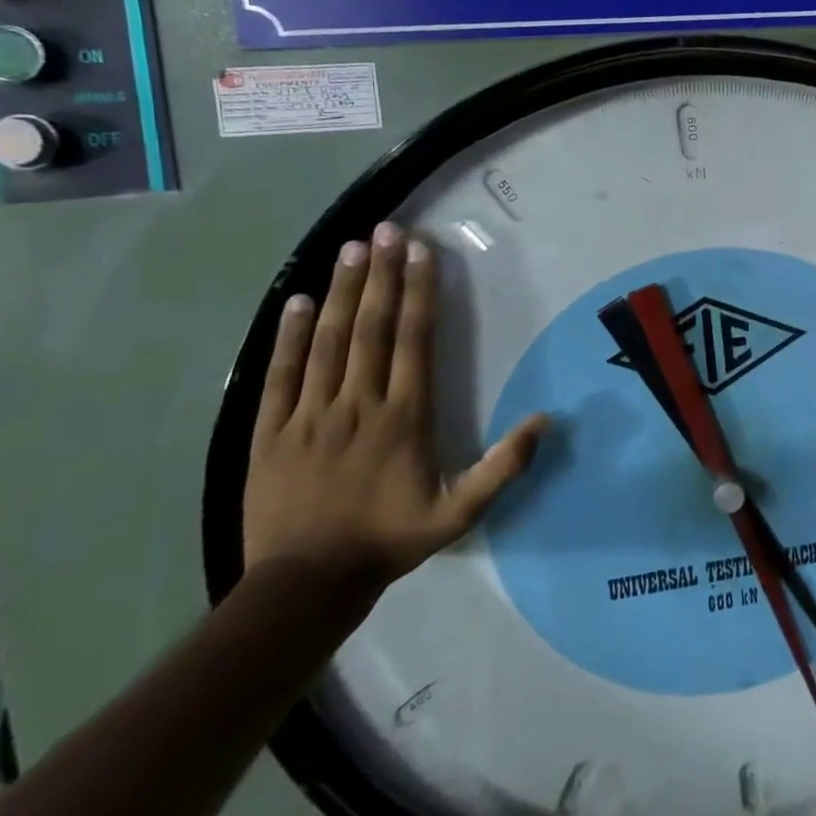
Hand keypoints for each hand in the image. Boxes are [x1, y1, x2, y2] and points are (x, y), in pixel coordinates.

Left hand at [244, 221, 546, 593]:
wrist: (306, 584)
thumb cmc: (389, 540)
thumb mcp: (459, 513)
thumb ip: (503, 467)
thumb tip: (545, 420)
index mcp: (404, 417)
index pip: (414, 341)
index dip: (418, 293)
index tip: (421, 252)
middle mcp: (358, 403)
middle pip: (371, 327)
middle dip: (382, 275)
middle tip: (387, 230)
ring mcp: (310, 414)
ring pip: (328, 341)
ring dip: (340, 291)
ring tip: (351, 249)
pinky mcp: (270, 430)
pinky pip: (281, 373)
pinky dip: (288, 335)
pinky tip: (296, 301)